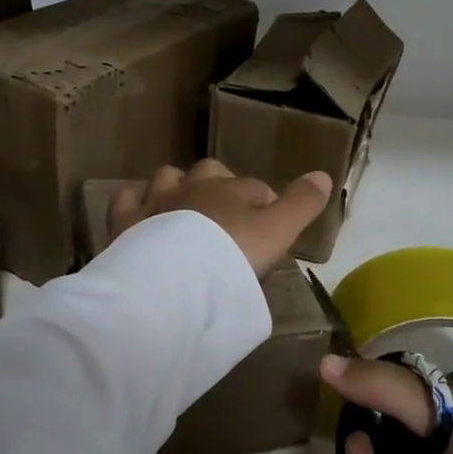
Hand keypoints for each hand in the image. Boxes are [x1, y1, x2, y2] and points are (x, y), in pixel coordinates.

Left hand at [108, 160, 332, 277]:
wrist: (176, 280)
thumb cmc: (233, 255)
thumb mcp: (278, 233)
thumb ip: (302, 204)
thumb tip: (324, 174)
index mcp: (233, 189)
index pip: (258, 188)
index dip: (267, 205)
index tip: (270, 231)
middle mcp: (195, 185)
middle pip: (211, 173)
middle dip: (221, 188)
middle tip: (227, 222)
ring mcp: (158, 200)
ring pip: (169, 178)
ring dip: (177, 188)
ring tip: (184, 213)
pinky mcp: (127, 221)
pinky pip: (127, 199)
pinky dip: (134, 202)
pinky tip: (139, 213)